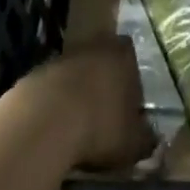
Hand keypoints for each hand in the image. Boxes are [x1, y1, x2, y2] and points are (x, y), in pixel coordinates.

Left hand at [15, 36, 156, 170]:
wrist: (44, 122)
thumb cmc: (99, 127)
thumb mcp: (132, 143)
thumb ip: (146, 139)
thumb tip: (153, 139)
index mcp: (122, 55)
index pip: (130, 55)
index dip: (130, 78)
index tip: (128, 103)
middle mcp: (93, 46)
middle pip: (101, 60)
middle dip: (102, 82)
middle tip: (104, 113)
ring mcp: (62, 58)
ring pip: (75, 72)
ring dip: (76, 93)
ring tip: (77, 125)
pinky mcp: (35, 74)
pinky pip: (51, 88)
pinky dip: (53, 104)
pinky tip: (53, 129)